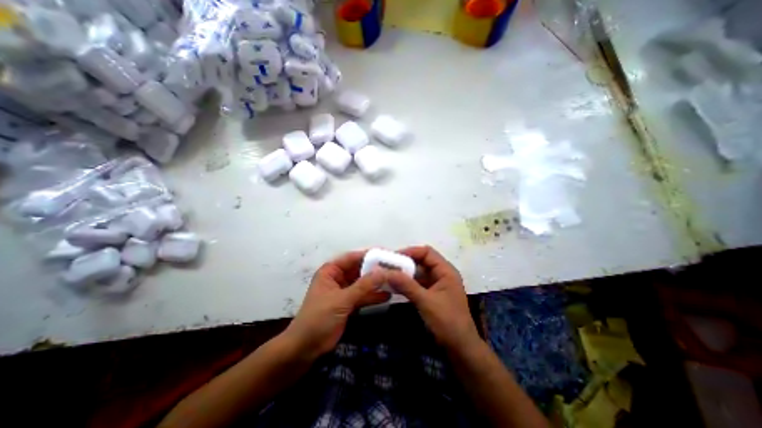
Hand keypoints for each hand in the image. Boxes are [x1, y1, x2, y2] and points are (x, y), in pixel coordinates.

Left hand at [285, 251, 392, 360]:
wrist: (305, 348)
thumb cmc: (318, 318)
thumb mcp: (342, 300)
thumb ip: (363, 286)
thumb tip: (383, 272)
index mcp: (331, 270)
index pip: (353, 257)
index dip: (370, 255)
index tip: (387, 254)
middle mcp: (338, 277)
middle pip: (360, 269)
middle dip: (376, 269)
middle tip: (394, 268)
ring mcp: (344, 291)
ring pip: (363, 283)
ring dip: (377, 283)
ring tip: (394, 280)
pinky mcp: (349, 303)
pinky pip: (363, 295)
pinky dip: (374, 295)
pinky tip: (388, 295)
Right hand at [385, 246, 476, 352]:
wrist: (460, 348)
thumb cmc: (447, 322)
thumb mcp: (425, 302)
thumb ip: (406, 285)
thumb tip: (386, 272)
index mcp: (446, 271)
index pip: (427, 252)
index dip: (411, 251)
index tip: (394, 257)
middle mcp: (442, 274)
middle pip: (422, 261)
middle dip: (405, 262)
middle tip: (388, 265)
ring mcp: (437, 284)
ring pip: (419, 272)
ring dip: (405, 273)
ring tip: (388, 274)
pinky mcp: (432, 294)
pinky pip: (418, 283)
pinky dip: (407, 283)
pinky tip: (395, 286)